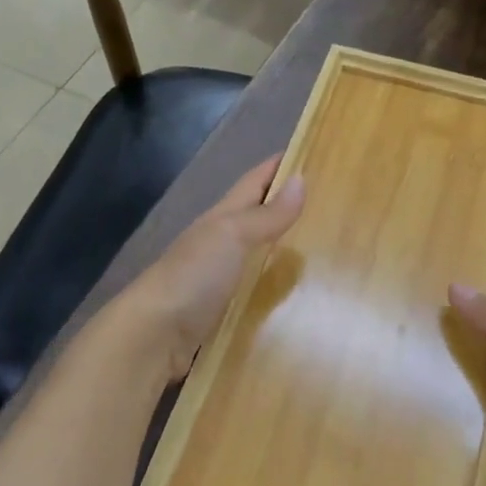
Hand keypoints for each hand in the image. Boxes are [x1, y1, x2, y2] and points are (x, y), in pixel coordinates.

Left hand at [122, 156, 305, 382]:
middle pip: (257, 217)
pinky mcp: (223, 313)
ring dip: (285, 250)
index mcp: (221, 219)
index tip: (312, 148)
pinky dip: (276, 290)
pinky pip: (256, 293)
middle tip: (333, 204)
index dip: (278, 165)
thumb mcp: (231, 237)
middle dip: (288, 207)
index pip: (254, 182)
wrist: (152, 338)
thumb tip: (301, 179)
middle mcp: (220, 244)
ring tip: (327, 251)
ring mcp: (220, 280)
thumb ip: (266, 215)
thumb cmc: (193, 276)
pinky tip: (301, 298)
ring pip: (258, 256)